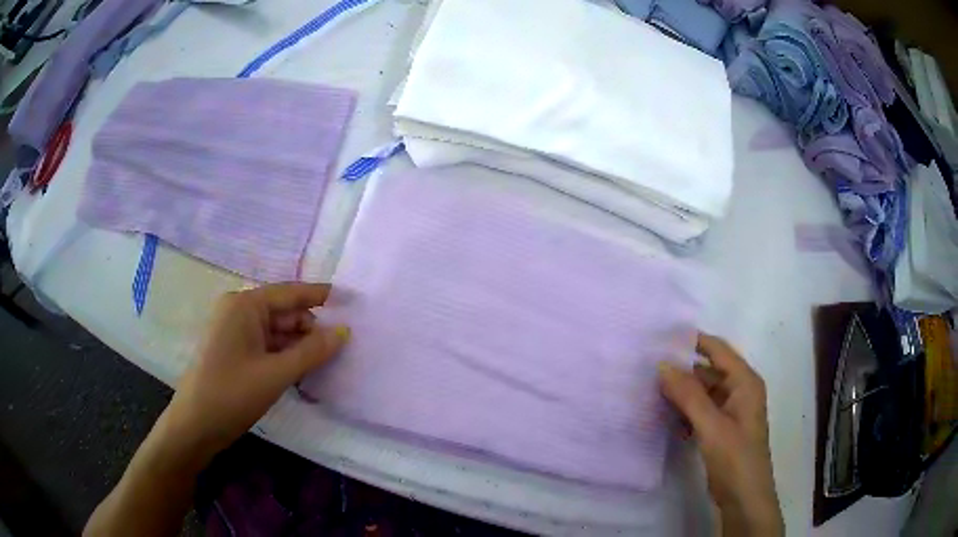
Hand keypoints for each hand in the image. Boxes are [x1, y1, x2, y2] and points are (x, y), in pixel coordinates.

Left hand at [164, 282, 349, 458]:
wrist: (196, 425)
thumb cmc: (232, 393)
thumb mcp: (276, 374)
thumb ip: (312, 352)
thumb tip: (344, 332)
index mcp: (245, 305)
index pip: (290, 293)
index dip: (320, 295)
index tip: (350, 299)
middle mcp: (238, 311)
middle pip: (283, 312)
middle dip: (310, 328)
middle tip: (342, 347)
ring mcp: (234, 331)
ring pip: (276, 331)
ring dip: (299, 345)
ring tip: (327, 362)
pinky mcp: (233, 351)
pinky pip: (266, 345)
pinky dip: (284, 356)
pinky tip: (303, 370)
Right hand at [659, 334, 783, 535]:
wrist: (744, 498)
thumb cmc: (735, 458)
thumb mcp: (711, 426)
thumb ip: (688, 395)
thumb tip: (663, 365)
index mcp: (745, 382)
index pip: (718, 349)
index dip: (693, 340)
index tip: (661, 337)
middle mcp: (740, 390)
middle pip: (709, 370)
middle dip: (682, 370)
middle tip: (648, 368)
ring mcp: (731, 411)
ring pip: (703, 392)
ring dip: (681, 392)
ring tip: (650, 389)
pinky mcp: (722, 428)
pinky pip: (701, 410)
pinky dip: (685, 410)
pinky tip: (665, 415)